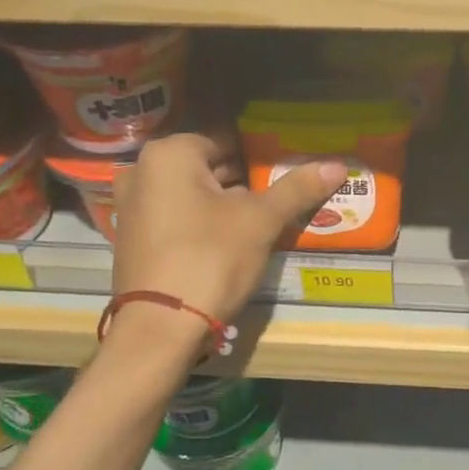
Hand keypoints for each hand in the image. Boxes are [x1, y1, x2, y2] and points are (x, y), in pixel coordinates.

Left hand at [111, 132, 347, 323]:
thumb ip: (296, 188)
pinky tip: (227, 245)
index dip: (259, 157)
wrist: (161, 328)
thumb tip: (337, 166)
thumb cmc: (211, 257)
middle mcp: (141, 172)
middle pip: (206, 167)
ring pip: (190, 195)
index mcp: (169, 154)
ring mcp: (131, 208)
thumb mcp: (261, 220)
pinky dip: (200, 225)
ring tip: (259, 223)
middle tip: (277, 199)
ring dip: (222, 205)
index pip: (225, 141)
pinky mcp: (131, 240)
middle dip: (242, 182)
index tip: (284, 175)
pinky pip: (174, 219)